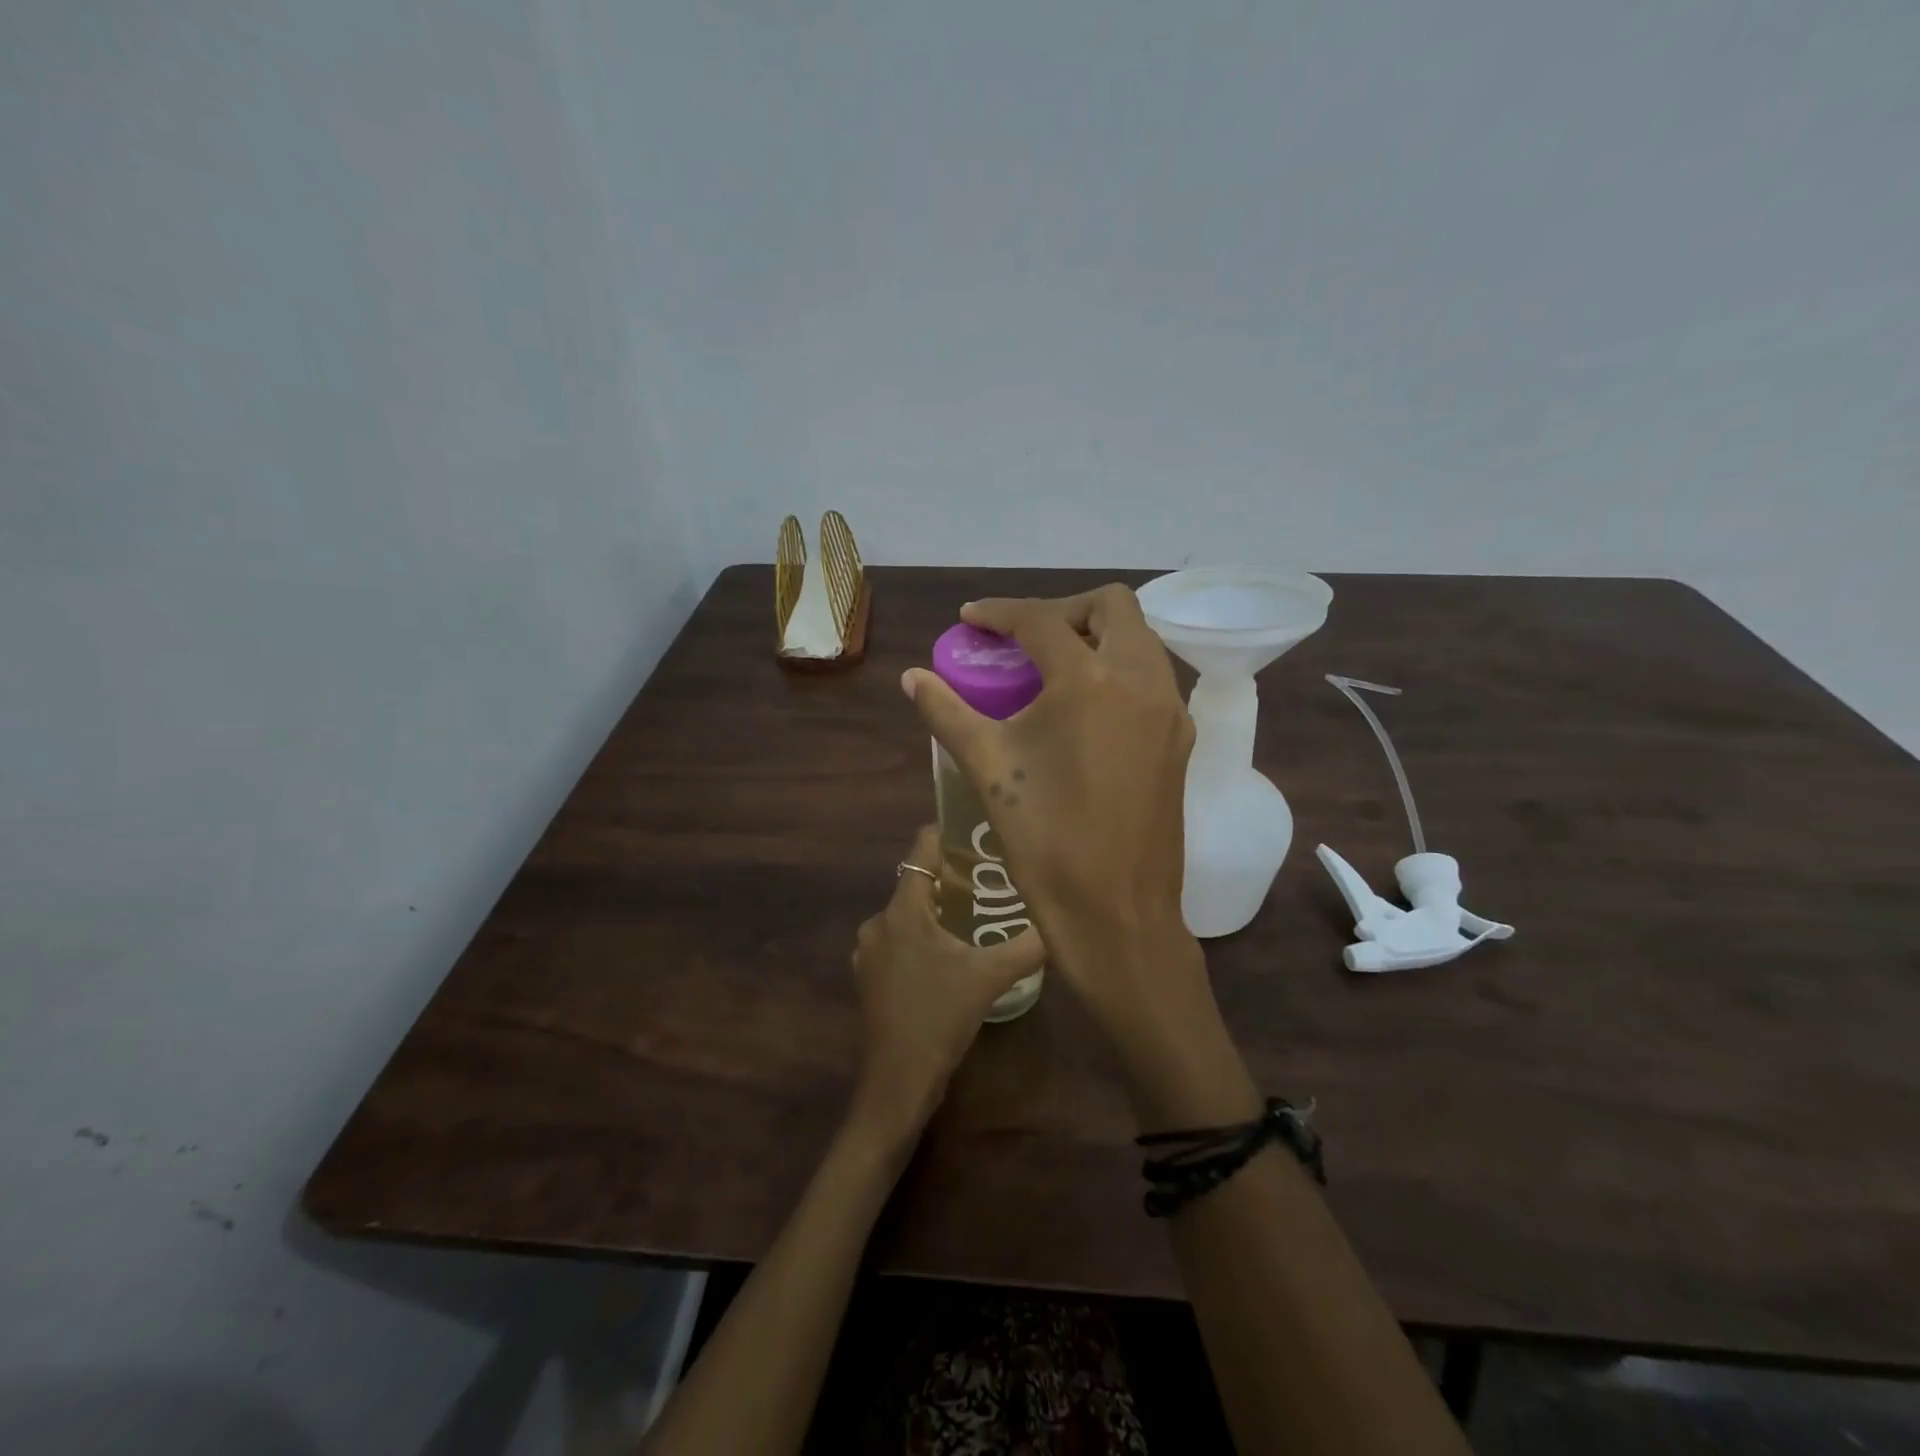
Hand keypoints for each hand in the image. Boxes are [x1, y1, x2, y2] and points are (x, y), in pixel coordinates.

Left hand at [848, 825, 1046, 1142]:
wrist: (898, 1081)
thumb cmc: (939, 1017)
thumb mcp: (989, 977)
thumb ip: (1026, 946)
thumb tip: (1059, 924)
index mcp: (901, 911)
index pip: (921, 851)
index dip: (947, 836)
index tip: (978, 833)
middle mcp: (878, 923)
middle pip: (916, 883)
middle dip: (951, 878)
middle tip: (991, 879)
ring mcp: (871, 953)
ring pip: (909, 915)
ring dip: (938, 911)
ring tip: (977, 915)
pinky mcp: (872, 977)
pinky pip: (901, 940)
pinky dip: (924, 937)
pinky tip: (952, 954)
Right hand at [901, 586, 1201, 1029]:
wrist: (1116, 911)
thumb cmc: (1045, 839)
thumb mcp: (988, 767)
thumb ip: (947, 712)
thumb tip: (913, 677)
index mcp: (1089, 681)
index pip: (1041, 621)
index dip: (1000, 612)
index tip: (971, 618)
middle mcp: (1141, 680)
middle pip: (1110, 607)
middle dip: (1062, 610)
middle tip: (1022, 640)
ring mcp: (1169, 710)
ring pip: (1139, 639)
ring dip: (1095, 636)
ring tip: (1051, 669)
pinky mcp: (1180, 739)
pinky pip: (1152, 678)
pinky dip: (1118, 670)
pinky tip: (1084, 707)